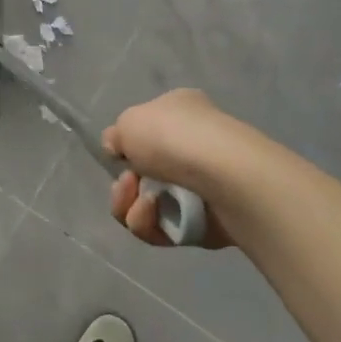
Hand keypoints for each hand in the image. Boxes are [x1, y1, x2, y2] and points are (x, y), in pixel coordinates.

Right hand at [102, 88, 246, 248]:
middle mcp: (193, 146)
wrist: (224, 175)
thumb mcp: (129, 121)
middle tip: (127, 185)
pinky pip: (164, 229)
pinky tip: (154, 214)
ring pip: (149, 206)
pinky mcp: (205, 223)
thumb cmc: (173, 136)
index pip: (146, 132)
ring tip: (145, 203)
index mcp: (180, 112)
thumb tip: (119, 150)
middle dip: (125, 186)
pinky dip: (151, 224)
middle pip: (143, 175)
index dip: (126, 148)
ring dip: (133, 207)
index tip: (118, 157)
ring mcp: (201, 186)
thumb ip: (116, 136)